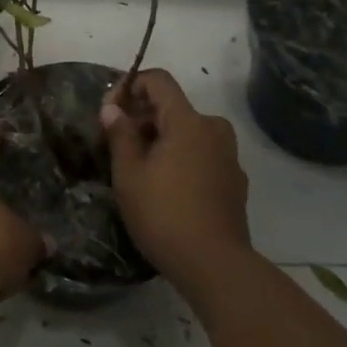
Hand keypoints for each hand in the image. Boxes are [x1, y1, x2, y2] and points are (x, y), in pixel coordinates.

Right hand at [101, 69, 250, 284]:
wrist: (215, 266)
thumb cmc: (164, 214)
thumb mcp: (129, 174)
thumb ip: (120, 134)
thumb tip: (113, 108)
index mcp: (188, 121)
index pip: (159, 81)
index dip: (131, 86)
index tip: (111, 111)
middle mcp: (213, 129)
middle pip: (174, 106)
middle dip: (143, 116)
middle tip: (118, 143)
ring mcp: (228, 156)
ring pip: (189, 131)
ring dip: (162, 138)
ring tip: (140, 167)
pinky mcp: (235, 181)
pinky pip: (202, 154)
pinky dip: (182, 157)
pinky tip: (167, 187)